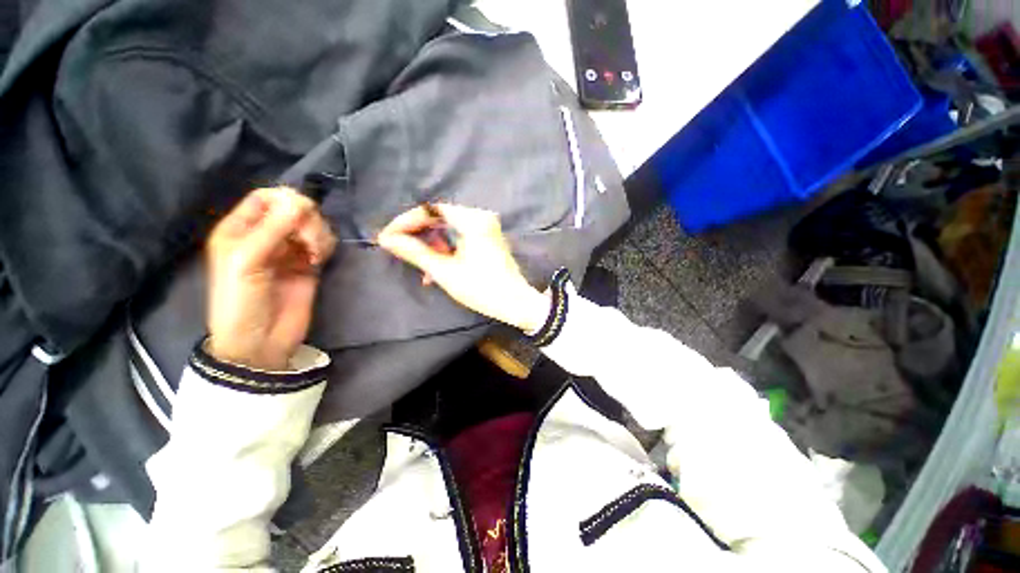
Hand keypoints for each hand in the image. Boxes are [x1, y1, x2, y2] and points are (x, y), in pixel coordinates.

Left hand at [205, 187, 335, 369]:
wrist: (260, 341)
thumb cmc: (241, 301)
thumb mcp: (246, 262)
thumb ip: (272, 229)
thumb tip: (302, 202)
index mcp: (240, 230)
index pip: (266, 198)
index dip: (286, 200)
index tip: (301, 214)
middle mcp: (266, 236)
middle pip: (295, 209)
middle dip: (307, 220)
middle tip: (308, 241)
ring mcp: (290, 251)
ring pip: (313, 225)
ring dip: (319, 234)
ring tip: (315, 254)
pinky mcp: (310, 265)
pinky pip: (324, 244)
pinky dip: (326, 246)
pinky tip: (320, 259)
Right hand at [377, 204, 549, 331]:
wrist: (515, 304)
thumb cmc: (481, 288)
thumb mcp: (445, 271)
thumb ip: (415, 252)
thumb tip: (387, 239)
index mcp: (473, 220)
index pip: (431, 210)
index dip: (406, 221)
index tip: (387, 236)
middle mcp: (481, 217)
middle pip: (440, 218)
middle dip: (418, 234)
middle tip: (398, 248)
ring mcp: (486, 227)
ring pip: (449, 229)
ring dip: (431, 245)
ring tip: (419, 264)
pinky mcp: (487, 238)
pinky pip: (460, 237)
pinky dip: (446, 249)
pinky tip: (435, 267)